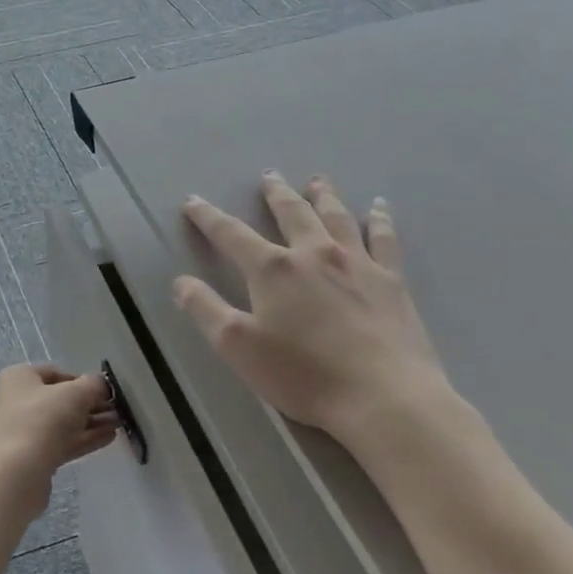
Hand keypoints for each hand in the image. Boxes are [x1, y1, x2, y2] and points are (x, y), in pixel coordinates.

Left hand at [0, 364, 118, 507]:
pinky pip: (61, 442)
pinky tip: (109, 438)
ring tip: (119, 423)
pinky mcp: (31, 457)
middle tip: (116, 409)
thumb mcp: (75, 393)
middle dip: (90, 404)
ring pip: (62, 423)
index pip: (55, 373)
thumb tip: (100, 385)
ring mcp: (22, 431)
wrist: (17, 472)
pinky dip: (84, 439)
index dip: (82, 379)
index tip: (105, 390)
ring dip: (91, 422)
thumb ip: (92, 385)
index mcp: (18, 378)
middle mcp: (16, 401)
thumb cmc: (42, 419)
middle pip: (59, 399)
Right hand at [173, 172, 452, 443]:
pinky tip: (379, 207)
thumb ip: (205, 310)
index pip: (231, 234)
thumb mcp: (237, 347)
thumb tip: (180, 281)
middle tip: (268, 176)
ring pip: (336, 217)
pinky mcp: (391, 281)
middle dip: (275, 194)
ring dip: (323, 196)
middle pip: (291, 213)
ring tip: (316, 182)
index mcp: (273, 269)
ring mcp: (357, 264)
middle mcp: (314, 254)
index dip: (208, 217)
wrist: (385, 397)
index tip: (193, 201)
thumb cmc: (303, 374)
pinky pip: (384, 239)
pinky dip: (379, 219)